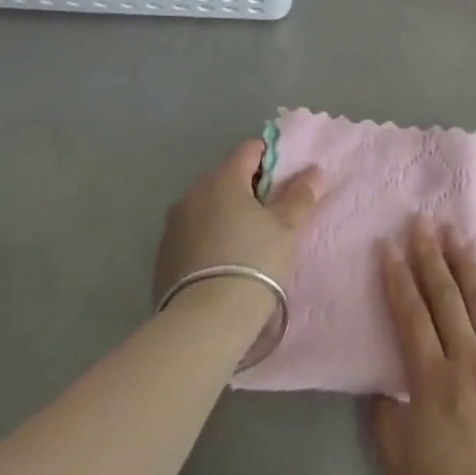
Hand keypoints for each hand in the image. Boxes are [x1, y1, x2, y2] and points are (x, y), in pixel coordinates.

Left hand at [153, 139, 322, 303]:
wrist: (203, 324)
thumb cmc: (253, 263)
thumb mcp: (287, 229)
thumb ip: (300, 196)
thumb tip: (313, 172)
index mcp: (223, 178)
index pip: (250, 150)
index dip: (272, 160)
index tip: (286, 183)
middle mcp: (193, 193)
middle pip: (227, 178)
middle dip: (249, 190)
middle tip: (272, 216)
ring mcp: (173, 225)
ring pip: (208, 206)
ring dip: (226, 215)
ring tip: (247, 244)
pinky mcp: (162, 256)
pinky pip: (192, 234)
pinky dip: (208, 239)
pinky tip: (223, 265)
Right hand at [373, 221, 475, 474]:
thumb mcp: (399, 469)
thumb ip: (388, 418)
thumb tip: (388, 382)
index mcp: (432, 381)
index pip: (411, 316)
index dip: (398, 278)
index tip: (389, 246)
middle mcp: (468, 361)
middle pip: (446, 297)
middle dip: (431, 256)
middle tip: (422, 222)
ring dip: (467, 266)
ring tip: (457, 236)